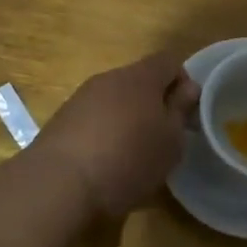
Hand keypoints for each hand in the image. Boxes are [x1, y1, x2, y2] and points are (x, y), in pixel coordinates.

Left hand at [34, 52, 199, 218]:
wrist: (59, 185)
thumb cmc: (128, 160)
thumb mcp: (170, 141)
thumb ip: (181, 110)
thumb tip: (187, 88)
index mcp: (140, 77)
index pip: (169, 61)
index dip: (183, 82)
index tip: (186, 113)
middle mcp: (109, 78)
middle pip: (140, 80)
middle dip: (154, 102)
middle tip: (162, 137)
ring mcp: (80, 98)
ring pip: (115, 99)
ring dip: (128, 118)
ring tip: (132, 154)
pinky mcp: (61, 120)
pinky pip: (93, 118)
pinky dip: (104, 132)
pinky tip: (104, 162)